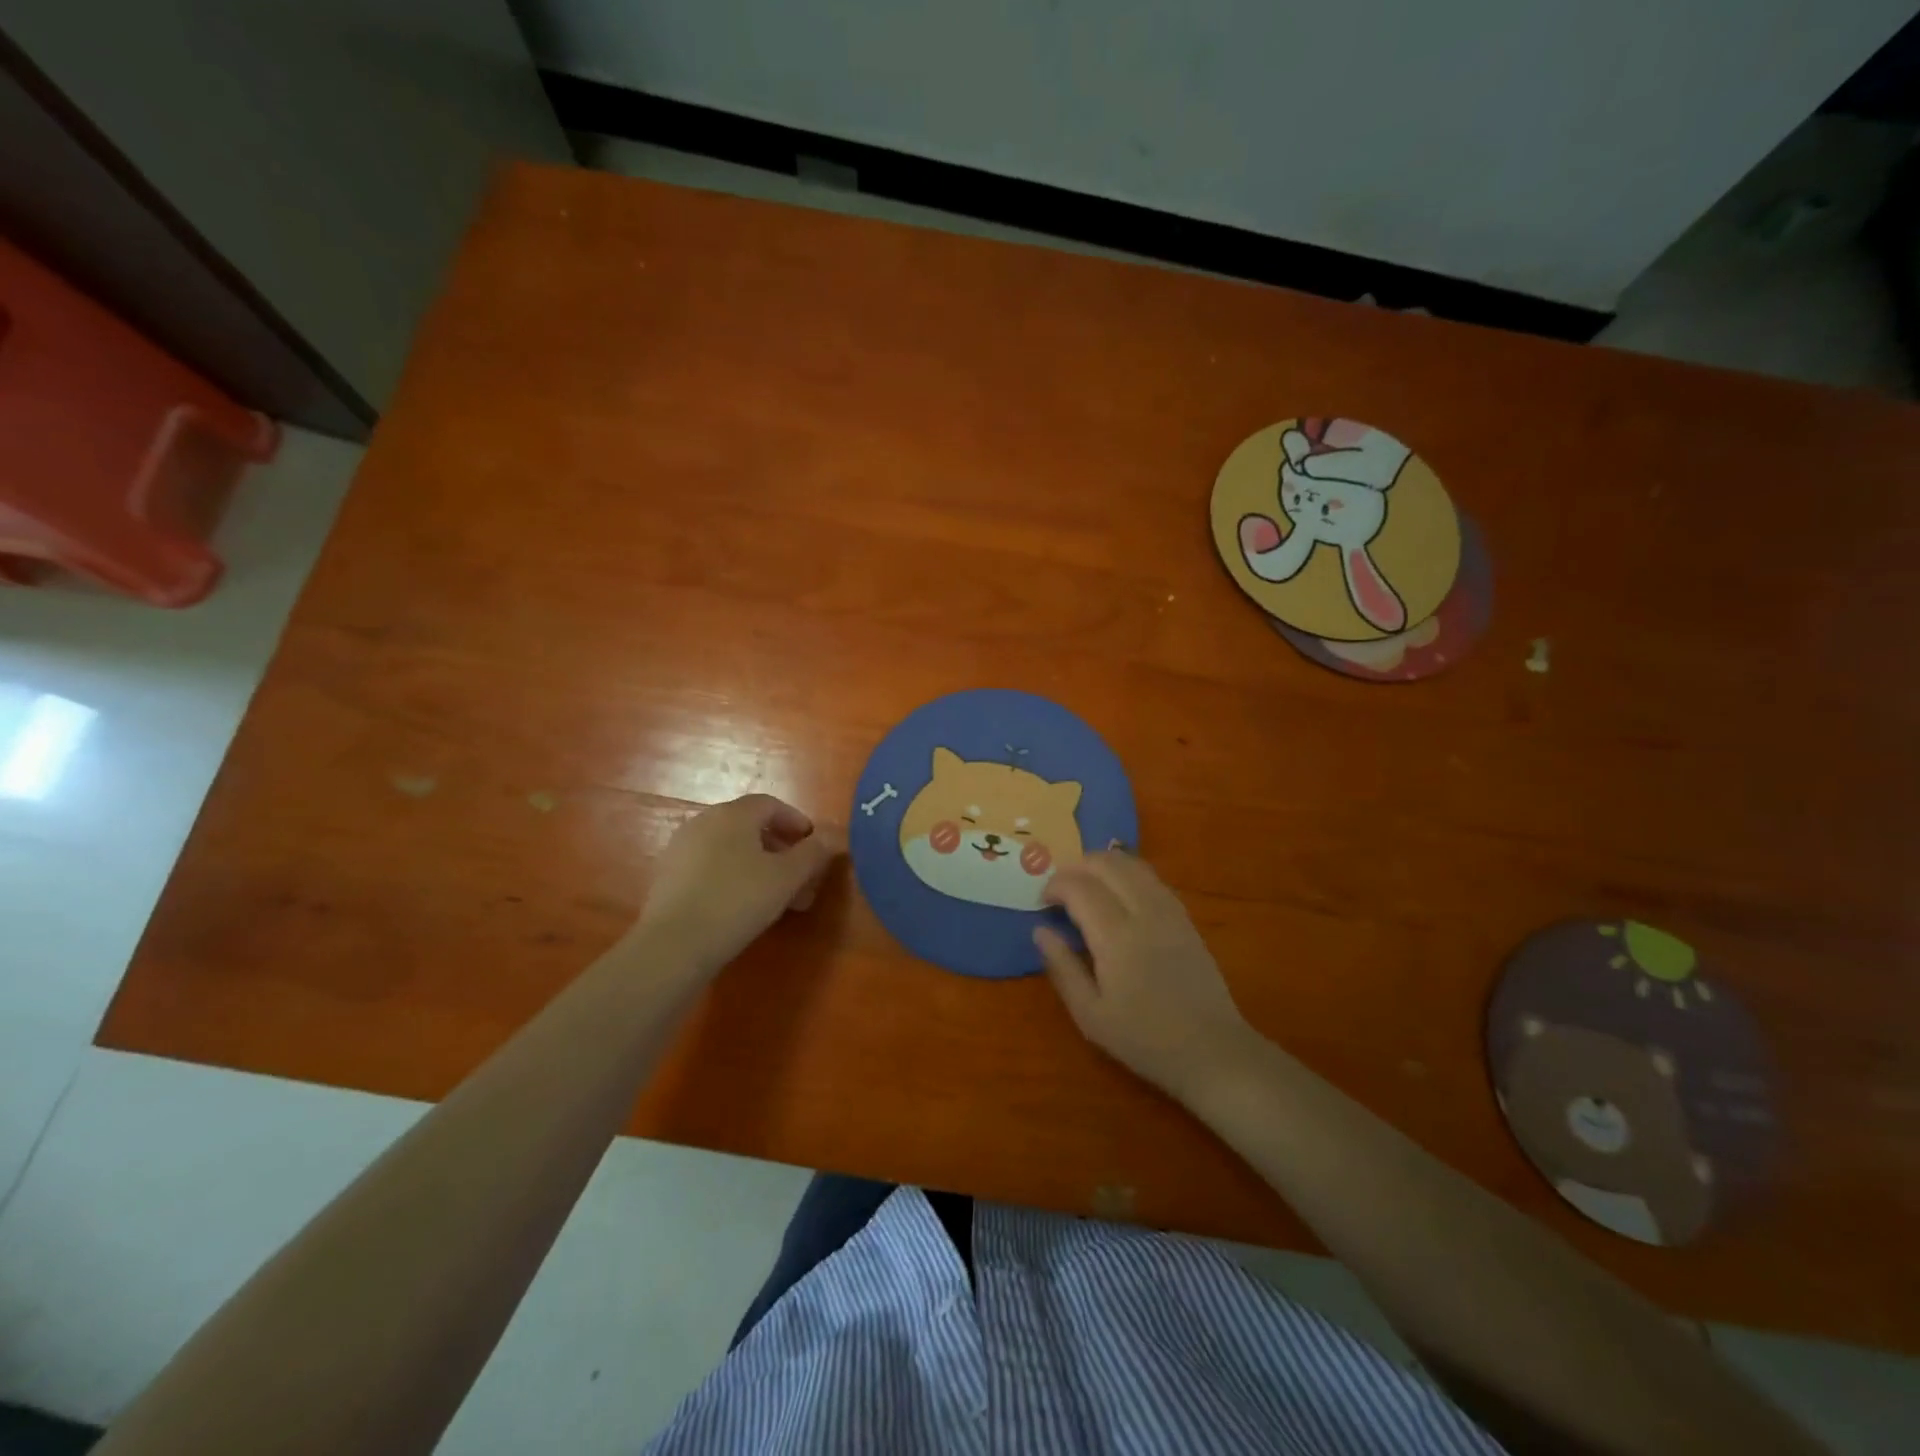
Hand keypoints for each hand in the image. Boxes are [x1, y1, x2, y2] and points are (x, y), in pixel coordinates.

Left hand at [636, 794, 843, 974]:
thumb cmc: (738, 900)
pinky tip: (742, 905)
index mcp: (733, 814)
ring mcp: (681, 848)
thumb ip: (812, 854)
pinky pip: (710, 866)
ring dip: (758, 866)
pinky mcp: (667, 876)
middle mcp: (704, 821)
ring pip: (730, 849)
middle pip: (750, 826)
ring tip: (776, 896)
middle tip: (800, 877)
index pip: (770, 804)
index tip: (813, 844)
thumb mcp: (787, 878)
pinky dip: (733, 877)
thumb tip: (827, 840)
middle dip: (780, 849)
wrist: (673, 944)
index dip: (796, 821)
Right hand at [1036, 852, 1260, 1102]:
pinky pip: (1151, 878)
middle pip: (1107, 864)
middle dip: (1077, 866)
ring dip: (1103, 865)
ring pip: (1132, 865)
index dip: (1055, 885)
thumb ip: (1062, 967)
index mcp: (1116, 937)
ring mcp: (1169, 911)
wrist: (1211, 1050)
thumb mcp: (1090, 1015)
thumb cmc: (1144, 1039)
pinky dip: (1127, 873)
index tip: (1042, 901)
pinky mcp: (1185, 917)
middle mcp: (1144, 912)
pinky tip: (1118, 892)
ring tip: (1085, 884)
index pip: (1079, 888)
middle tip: (1060, 888)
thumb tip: (1040, 930)